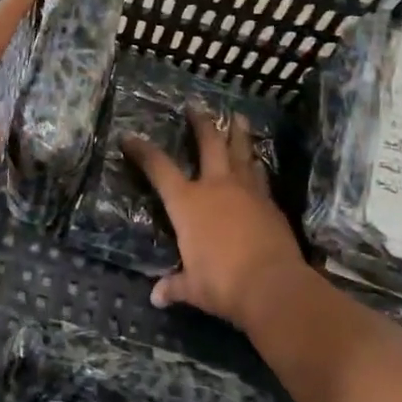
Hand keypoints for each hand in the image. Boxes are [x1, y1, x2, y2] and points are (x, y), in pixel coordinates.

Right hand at [125, 108, 310, 326]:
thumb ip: (175, 286)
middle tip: (197, 105)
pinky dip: (256, 164)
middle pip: (209, 143)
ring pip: (242, 151)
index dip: (142, 151)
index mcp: (187, 203)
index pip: (158, 168)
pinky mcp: (270, 203)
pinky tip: (257, 161)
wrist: (272, 285)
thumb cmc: (222, 283)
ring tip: (239, 117)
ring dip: (238, 133)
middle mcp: (216, 187)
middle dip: (201, 123)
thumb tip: (158, 296)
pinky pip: (260, 174)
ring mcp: (247, 191)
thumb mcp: (192, 287)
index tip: (129, 137)